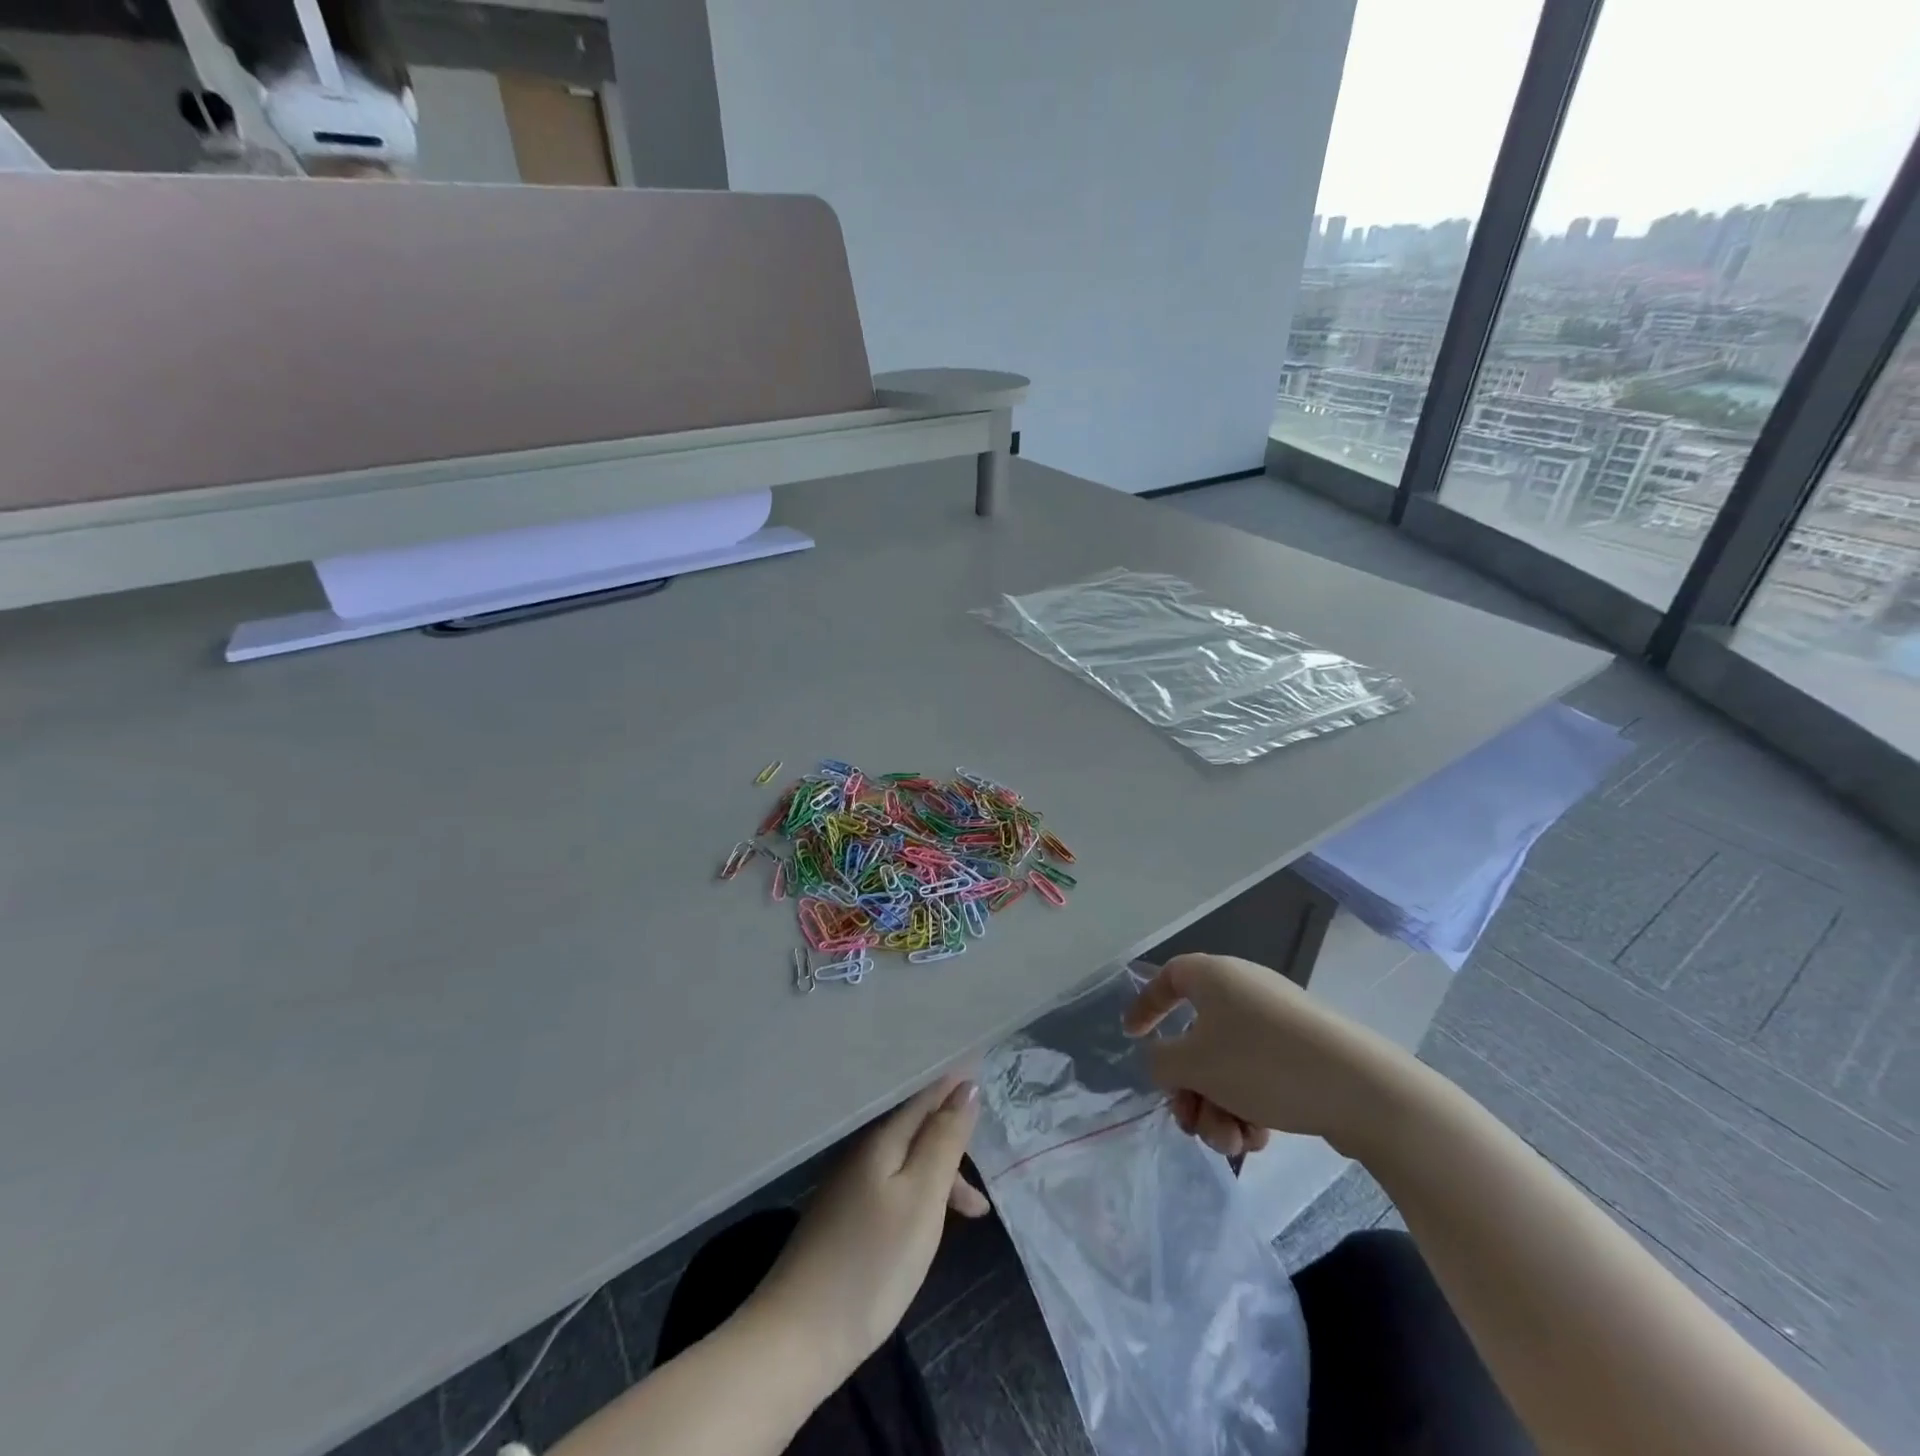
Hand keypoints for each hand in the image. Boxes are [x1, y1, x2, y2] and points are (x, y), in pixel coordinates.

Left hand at [749, 1075, 988, 1376]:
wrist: (797, 1336)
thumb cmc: (872, 1262)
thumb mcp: (922, 1198)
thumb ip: (945, 1140)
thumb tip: (967, 1086)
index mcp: (881, 1137)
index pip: (924, 1094)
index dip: (955, 1084)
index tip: (985, 1073)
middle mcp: (862, 1150)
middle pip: (916, 1126)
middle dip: (953, 1137)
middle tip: (989, 1158)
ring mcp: (848, 1184)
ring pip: (907, 1159)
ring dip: (942, 1172)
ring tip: (975, 1210)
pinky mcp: (843, 1216)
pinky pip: (893, 1184)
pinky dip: (921, 1194)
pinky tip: (930, 1225)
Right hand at [1123, 953, 1414, 1159]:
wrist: (1361, 1089)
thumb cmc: (1262, 1063)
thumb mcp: (1193, 1064)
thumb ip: (1160, 1062)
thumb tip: (1165, 1062)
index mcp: (1213, 976)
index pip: (1167, 979)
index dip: (1145, 1006)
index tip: (1132, 1036)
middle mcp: (1243, 991)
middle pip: (1195, 1038)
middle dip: (1188, 1087)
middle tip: (1188, 1120)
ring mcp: (1276, 1023)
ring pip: (1226, 1066)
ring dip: (1217, 1108)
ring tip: (1231, 1142)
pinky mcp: (1303, 1054)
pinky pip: (1258, 1076)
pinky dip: (1249, 1107)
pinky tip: (1258, 1138)